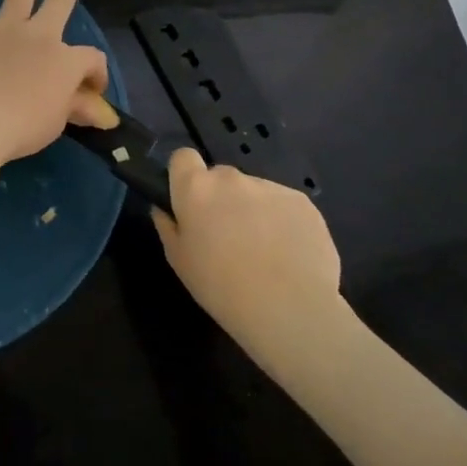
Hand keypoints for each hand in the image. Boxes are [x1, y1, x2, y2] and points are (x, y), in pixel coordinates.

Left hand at [0, 0, 111, 167]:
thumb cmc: (22, 128)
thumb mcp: (57, 122)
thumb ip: (77, 109)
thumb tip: (101, 114)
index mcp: (66, 60)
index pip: (91, 58)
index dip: (98, 72)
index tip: (93, 89)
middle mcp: (39, 34)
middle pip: (62, 0)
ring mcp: (5, 27)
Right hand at [152, 148, 347, 356]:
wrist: (288, 308)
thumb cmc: (220, 287)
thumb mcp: (179, 262)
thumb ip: (168, 226)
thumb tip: (164, 209)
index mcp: (196, 188)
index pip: (183, 157)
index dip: (186, 176)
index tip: (191, 201)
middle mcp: (231, 178)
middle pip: (221, 177)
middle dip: (222, 199)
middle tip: (228, 235)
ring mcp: (270, 187)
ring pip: (254, 191)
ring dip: (254, 210)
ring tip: (265, 251)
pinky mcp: (302, 201)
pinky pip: (284, 205)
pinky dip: (283, 221)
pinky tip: (289, 254)